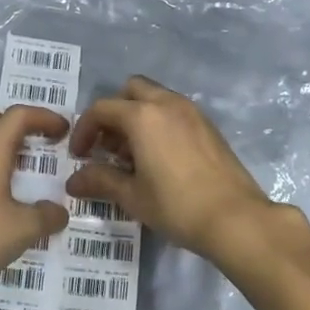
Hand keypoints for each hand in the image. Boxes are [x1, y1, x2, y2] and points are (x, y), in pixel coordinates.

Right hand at [66, 76, 276, 261]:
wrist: (236, 219)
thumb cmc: (177, 206)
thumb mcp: (133, 196)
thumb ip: (100, 181)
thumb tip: (73, 182)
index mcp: (142, 116)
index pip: (102, 109)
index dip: (84, 130)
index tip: (78, 156)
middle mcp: (167, 104)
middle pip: (130, 91)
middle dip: (113, 113)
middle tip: (107, 146)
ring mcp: (192, 112)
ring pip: (155, 98)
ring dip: (136, 117)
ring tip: (131, 155)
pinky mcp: (208, 126)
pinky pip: (174, 111)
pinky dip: (159, 123)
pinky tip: (159, 158)